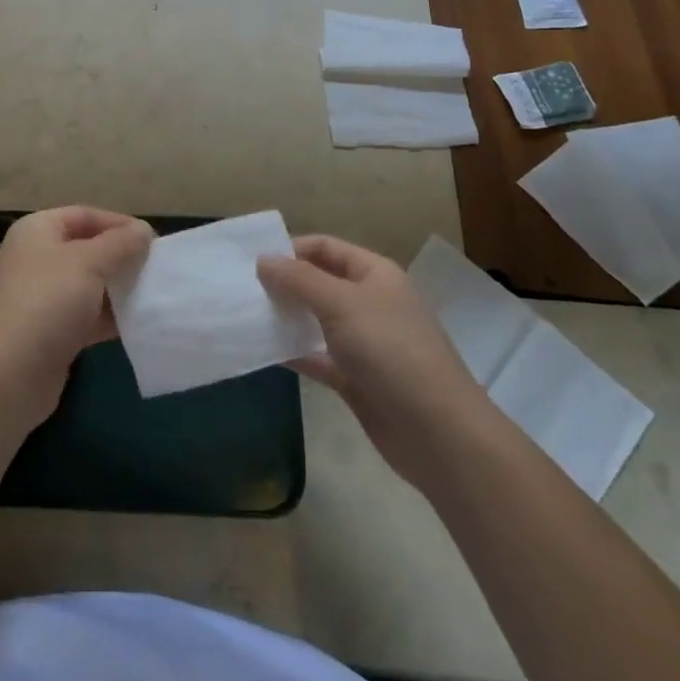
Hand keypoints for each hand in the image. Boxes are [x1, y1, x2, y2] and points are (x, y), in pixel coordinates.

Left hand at [0, 206, 153, 425]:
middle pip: (88, 249)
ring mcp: (42, 297)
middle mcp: (37, 258)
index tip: (154, 242)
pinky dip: (110, 318)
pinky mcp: (50, 331)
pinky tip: (138, 324)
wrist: (8, 375)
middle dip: (122, 258)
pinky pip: (87, 315)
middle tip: (158, 270)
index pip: (85, 215)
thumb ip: (120, 244)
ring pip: (90, 284)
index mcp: (38, 230)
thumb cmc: (47, 303)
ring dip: (119, 290)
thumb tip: (143, 230)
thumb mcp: (89, 263)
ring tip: (154, 296)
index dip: (120, 224)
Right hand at [259, 234, 492, 486]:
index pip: (325, 248)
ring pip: (314, 321)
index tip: (251, 262)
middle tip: (241, 289)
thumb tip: (262, 260)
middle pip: (318, 282)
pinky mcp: (354, 378)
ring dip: (285, 318)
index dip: (290, 249)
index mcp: (374, 274)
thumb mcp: (342, 304)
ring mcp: (363, 342)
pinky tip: (262, 351)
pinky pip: (316, 357)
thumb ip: (298, 279)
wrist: (437, 433)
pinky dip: (293, 352)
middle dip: (283, 284)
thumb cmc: (391, 352)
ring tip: (244, 316)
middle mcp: (369, 302)